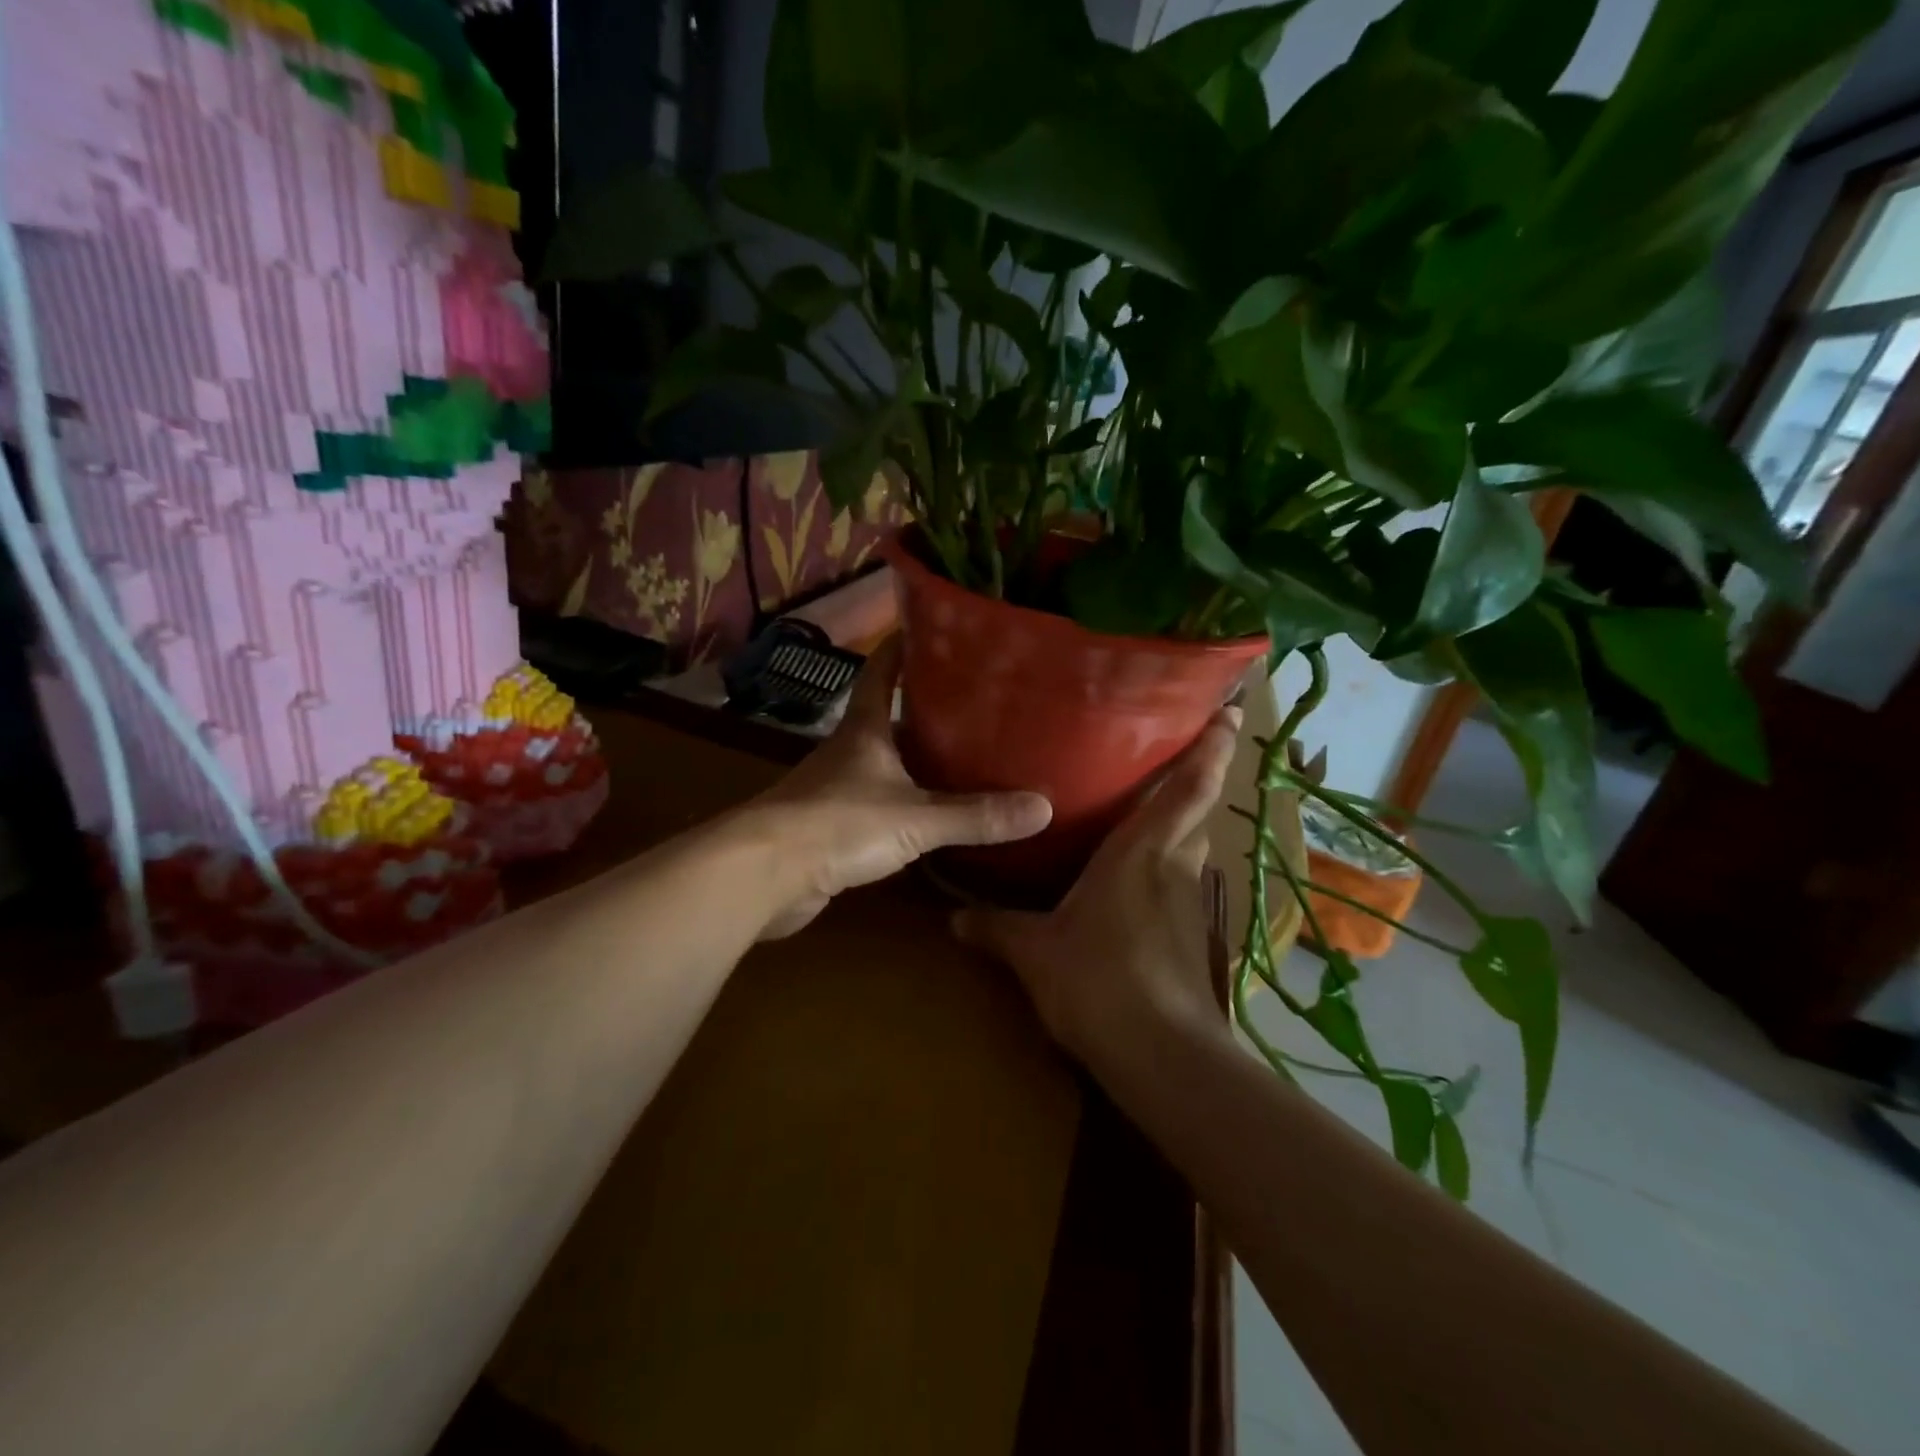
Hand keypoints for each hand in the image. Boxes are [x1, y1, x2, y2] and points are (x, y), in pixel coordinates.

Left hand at [747, 637, 1052, 938]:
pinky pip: (877, 804)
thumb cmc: (840, 824)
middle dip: (926, 710)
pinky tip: (930, 815)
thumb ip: (976, 815)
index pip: (882, 671)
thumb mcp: (916, 818)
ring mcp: (836, 788)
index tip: (934, 628)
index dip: (903, 646)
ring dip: (916, 759)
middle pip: (888, 717)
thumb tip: (1043, 809)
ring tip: (966, 758)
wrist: (765, 874)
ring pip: (884, 763)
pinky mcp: (830, 826)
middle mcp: (848, 750)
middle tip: (978, 705)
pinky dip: (904, 803)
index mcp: (864, 729)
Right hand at [952, 705, 1241, 1077]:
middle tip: (1175, 749)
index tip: (1232, 711)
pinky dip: (1168, 866)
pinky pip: (1181, 882)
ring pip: (1191, 845)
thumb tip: (953, 919)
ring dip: (1183, 822)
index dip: (1213, 746)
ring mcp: (1189, 902)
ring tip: (1150, 808)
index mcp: (1141, 850)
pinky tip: (1140, 880)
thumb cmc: (1099, 981)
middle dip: (1200, 775)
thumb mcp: (1035, 953)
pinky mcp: (1191, 935)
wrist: (1163, 1057)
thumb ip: (996, 929)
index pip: (1189, 786)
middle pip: (1198, 808)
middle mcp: (1174, 865)